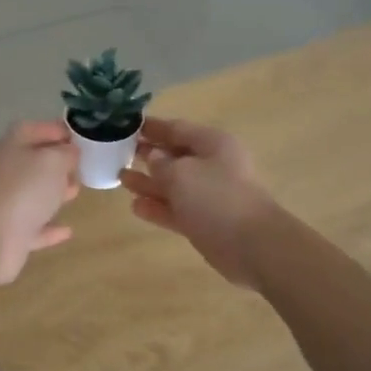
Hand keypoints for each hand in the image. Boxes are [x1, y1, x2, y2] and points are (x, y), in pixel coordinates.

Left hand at [0, 121, 79, 285]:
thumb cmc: (25, 189)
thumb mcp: (54, 161)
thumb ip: (66, 153)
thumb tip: (70, 151)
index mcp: (12, 146)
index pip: (34, 129)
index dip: (57, 129)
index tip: (80, 136)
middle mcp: (5, 171)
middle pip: (32, 162)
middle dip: (57, 163)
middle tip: (81, 165)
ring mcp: (5, 203)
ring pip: (32, 194)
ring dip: (53, 192)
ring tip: (76, 191)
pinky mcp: (9, 233)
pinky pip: (34, 226)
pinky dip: (49, 227)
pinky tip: (67, 230)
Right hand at [120, 118, 275, 287]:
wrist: (252, 245)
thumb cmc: (216, 198)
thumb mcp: (182, 173)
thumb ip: (161, 163)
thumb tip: (153, 156)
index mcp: (213, 144)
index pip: (177, 128)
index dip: (152, 127)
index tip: (126, 126)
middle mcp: (213, 166)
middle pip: (175, 156)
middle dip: (148, 154)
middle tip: (119, 152)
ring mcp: (209, 195)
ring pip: (174, 184)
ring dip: (149, 182)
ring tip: (121, 178)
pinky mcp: (205, 221)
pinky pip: (176, 209)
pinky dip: (157, 207)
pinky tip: (135, 206)